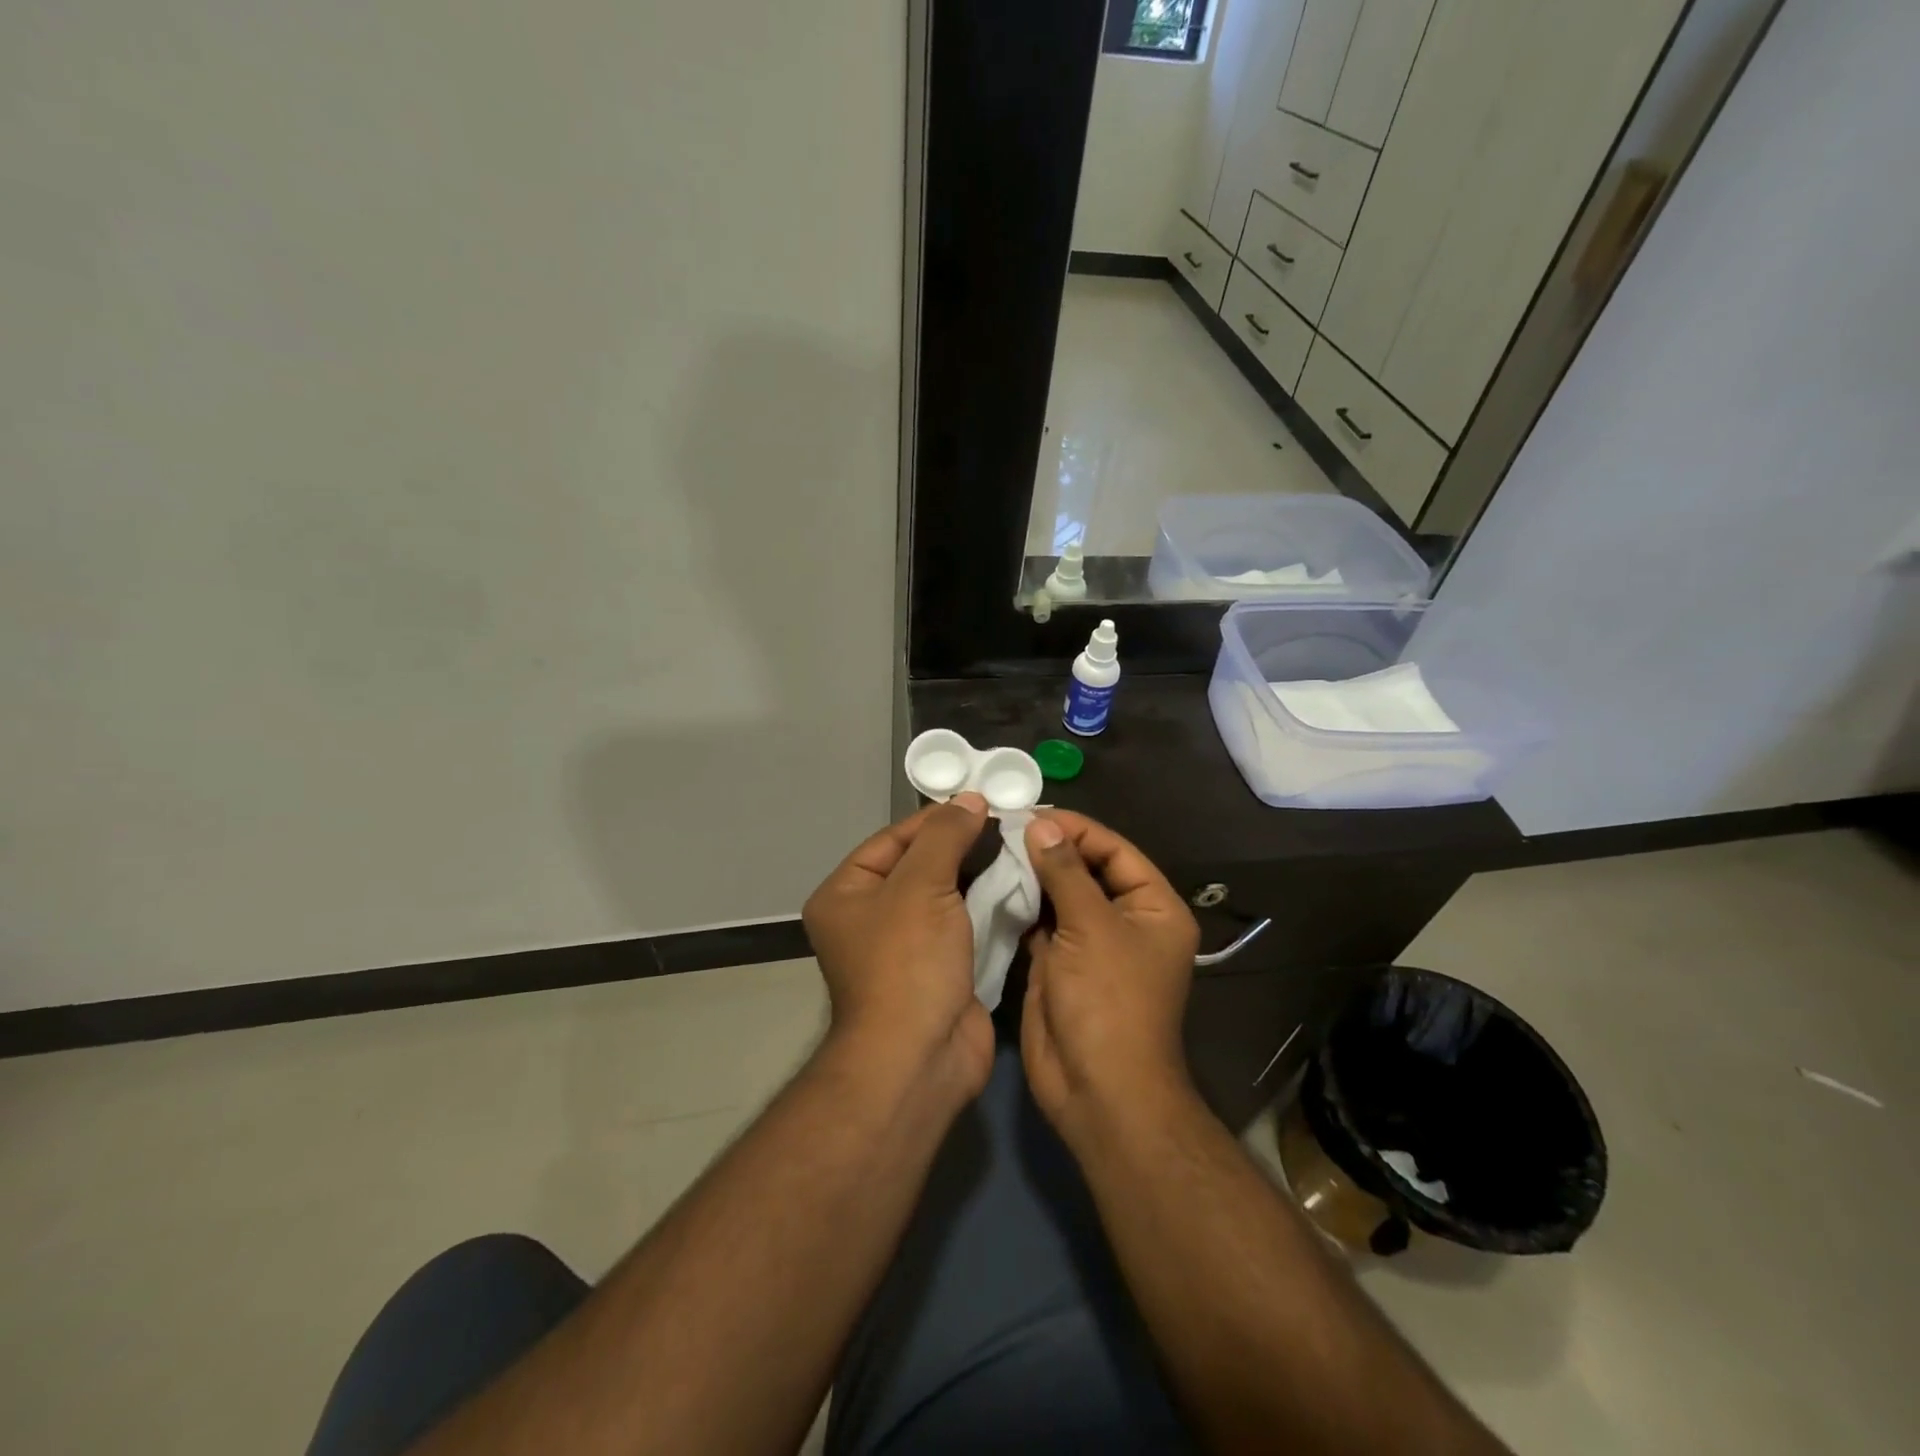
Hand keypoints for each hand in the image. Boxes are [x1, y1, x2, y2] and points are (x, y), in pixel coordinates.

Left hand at [802, 794, 995, 1099]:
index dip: (935, 819)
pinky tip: (1019, 885)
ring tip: (1019, 846)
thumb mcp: (921, 884)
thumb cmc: (907, 962)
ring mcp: (906, 948)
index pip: (892, 840)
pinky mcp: (939, 970)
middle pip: (920, 866)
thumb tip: (969, 798)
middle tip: (1006, 822)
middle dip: (961, 845)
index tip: (979, 802)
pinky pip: (963, 925)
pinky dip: (988, 906)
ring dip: (979, 875)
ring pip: (946, 896)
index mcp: (846, 894)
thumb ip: (945, 836)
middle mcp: (869, 918)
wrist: (921, 1057)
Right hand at [1020, 810, 1200, 1145]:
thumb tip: (1041, 823)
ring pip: (1060, 895)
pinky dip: (1020, 904)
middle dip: (1050, 849)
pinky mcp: (1059, 964)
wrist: (1098, 1089)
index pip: (1114, 851)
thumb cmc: (1108, 1001)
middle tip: (1004, 826)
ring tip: (992, 846)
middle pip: (1086, 870)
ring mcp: (1090, 944)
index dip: (1076, 829)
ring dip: (1032, 874)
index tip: (1032, 813)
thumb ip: (1065, 871)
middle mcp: (1124, 921)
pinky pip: (1040, 923)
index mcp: (1153, 907)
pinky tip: (991, 883)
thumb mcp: (1091, 927)